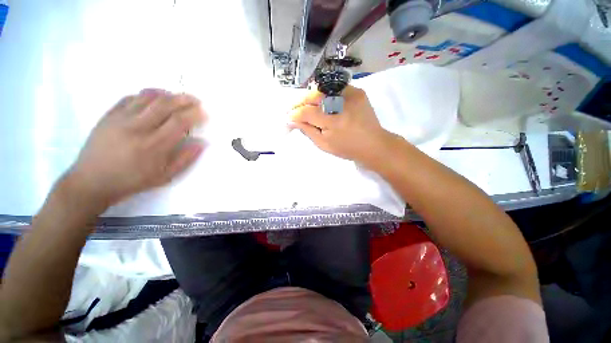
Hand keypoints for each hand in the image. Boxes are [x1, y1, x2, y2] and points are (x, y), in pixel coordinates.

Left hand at [62, 89, 205, 210]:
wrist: (91, 181)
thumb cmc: (132, 181)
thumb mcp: (165, 176)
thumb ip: (185, 159)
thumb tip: (202, 143)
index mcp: (154, 145)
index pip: (179, 122)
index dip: (194, 114)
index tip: (204, 112)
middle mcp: (137, 128)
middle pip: (165, 104)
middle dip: (184, 99)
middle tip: (195, 99)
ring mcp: (120, 119)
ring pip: (147, 97)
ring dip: (167, 94)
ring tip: (178, 96)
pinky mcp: (109, 115)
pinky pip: (131, 97)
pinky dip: (147, 94)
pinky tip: (155, 97)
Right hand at [289, 85, 395, 165]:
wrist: (373, 144)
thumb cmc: (347, 148)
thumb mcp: (324, 144)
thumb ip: (307, 131)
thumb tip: (292, 120)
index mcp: (332, 121)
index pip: (306, 112)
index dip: (294, 114)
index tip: (288, 118)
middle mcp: (340, 104)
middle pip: (313, 96)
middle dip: (300, 102)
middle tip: (294, 110)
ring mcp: (350, 94)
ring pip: (322, 90)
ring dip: (311, 98)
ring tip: (306, 107)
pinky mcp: (357, 91)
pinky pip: (335, 88)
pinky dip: (325, 95)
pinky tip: (323, 103)